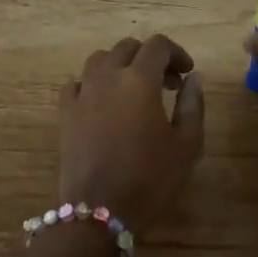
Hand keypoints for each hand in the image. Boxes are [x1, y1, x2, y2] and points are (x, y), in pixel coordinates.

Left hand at [58, 34, 204, 232]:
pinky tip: (103, 102)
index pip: (158, 45)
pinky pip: (77, 82)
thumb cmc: (150, 177)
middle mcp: (107, 76)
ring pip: (100, 59)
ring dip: (120, 65)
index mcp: (139, 79)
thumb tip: (193, 78)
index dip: (176, 53)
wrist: (99, 210)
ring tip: (133, 89)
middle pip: (127, 47)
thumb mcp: (186, 144)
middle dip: (150, 58)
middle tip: (166, 83)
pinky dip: (94, 83)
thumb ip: (192, 104)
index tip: (187, 73)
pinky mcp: (64, 111)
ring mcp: (82, 92)